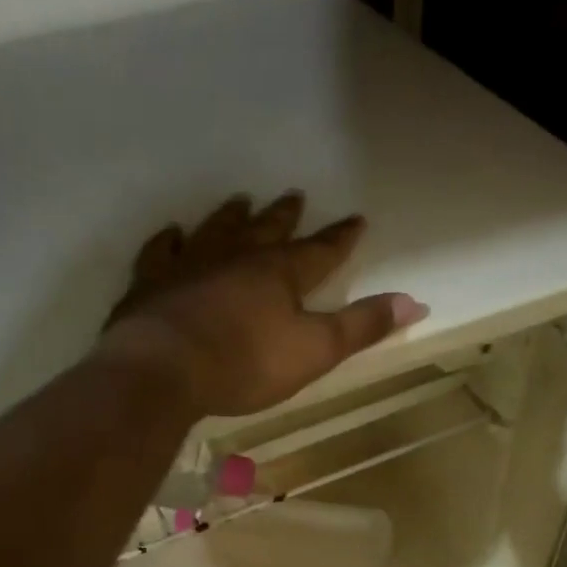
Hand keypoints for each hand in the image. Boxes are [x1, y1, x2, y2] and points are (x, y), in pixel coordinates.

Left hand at [99, 192, 427, 416]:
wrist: (164, 370)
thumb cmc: (245, 364)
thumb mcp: (315, 352)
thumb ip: (362, 327)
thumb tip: (415, 302)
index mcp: (279, 274)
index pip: (319, 251)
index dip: (340, 238)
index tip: (356, 219)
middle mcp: (236, 258)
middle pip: (266, 231)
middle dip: (285, 217)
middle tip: (295, 196)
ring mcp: (190, 265)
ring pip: (216, 231)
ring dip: (232, 217)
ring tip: (241, 201)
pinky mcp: (151, 283)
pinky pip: (161, 252)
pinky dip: (169, 241)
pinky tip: (173, 234)